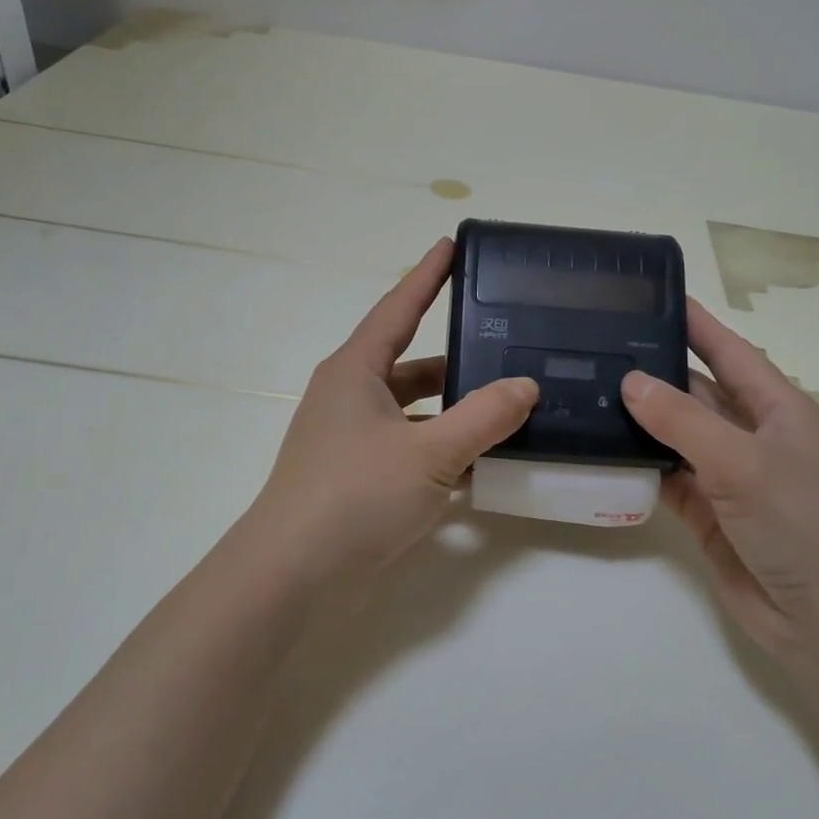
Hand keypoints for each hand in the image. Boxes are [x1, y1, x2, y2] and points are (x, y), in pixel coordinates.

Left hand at [246, 238, 538, 590]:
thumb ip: (484, 417)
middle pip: (412, 364)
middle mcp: (349, 396)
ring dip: (454, 411)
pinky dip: (441, 449)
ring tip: (508, 409)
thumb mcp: (430, 453)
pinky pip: (409, 447)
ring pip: (413, 410)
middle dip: (457, 357)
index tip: (452, 245)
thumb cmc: (355, 496)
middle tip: (507, 347)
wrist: (292, 573)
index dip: (428, 275)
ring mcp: (350, 438)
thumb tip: (526, 386)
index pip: (398, 307)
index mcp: (356, 371)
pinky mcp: (356, 475)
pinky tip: (480, 464)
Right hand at [623, 299, 818, 665]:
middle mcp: (753, 436)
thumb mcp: (742, 462)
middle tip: (597, 348)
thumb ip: (683, 420)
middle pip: (698, 392)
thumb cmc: (800, 524)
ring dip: (641, 421)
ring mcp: (730, 477)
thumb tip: (631, 381)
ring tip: (587, 393)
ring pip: (677, 436)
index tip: (651, 296)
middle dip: (655, 372)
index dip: (695, 323)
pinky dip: (641, 467)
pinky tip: (602, 451)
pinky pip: (668, 479)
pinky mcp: (710, 514)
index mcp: (778, 408)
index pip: (730, 351)